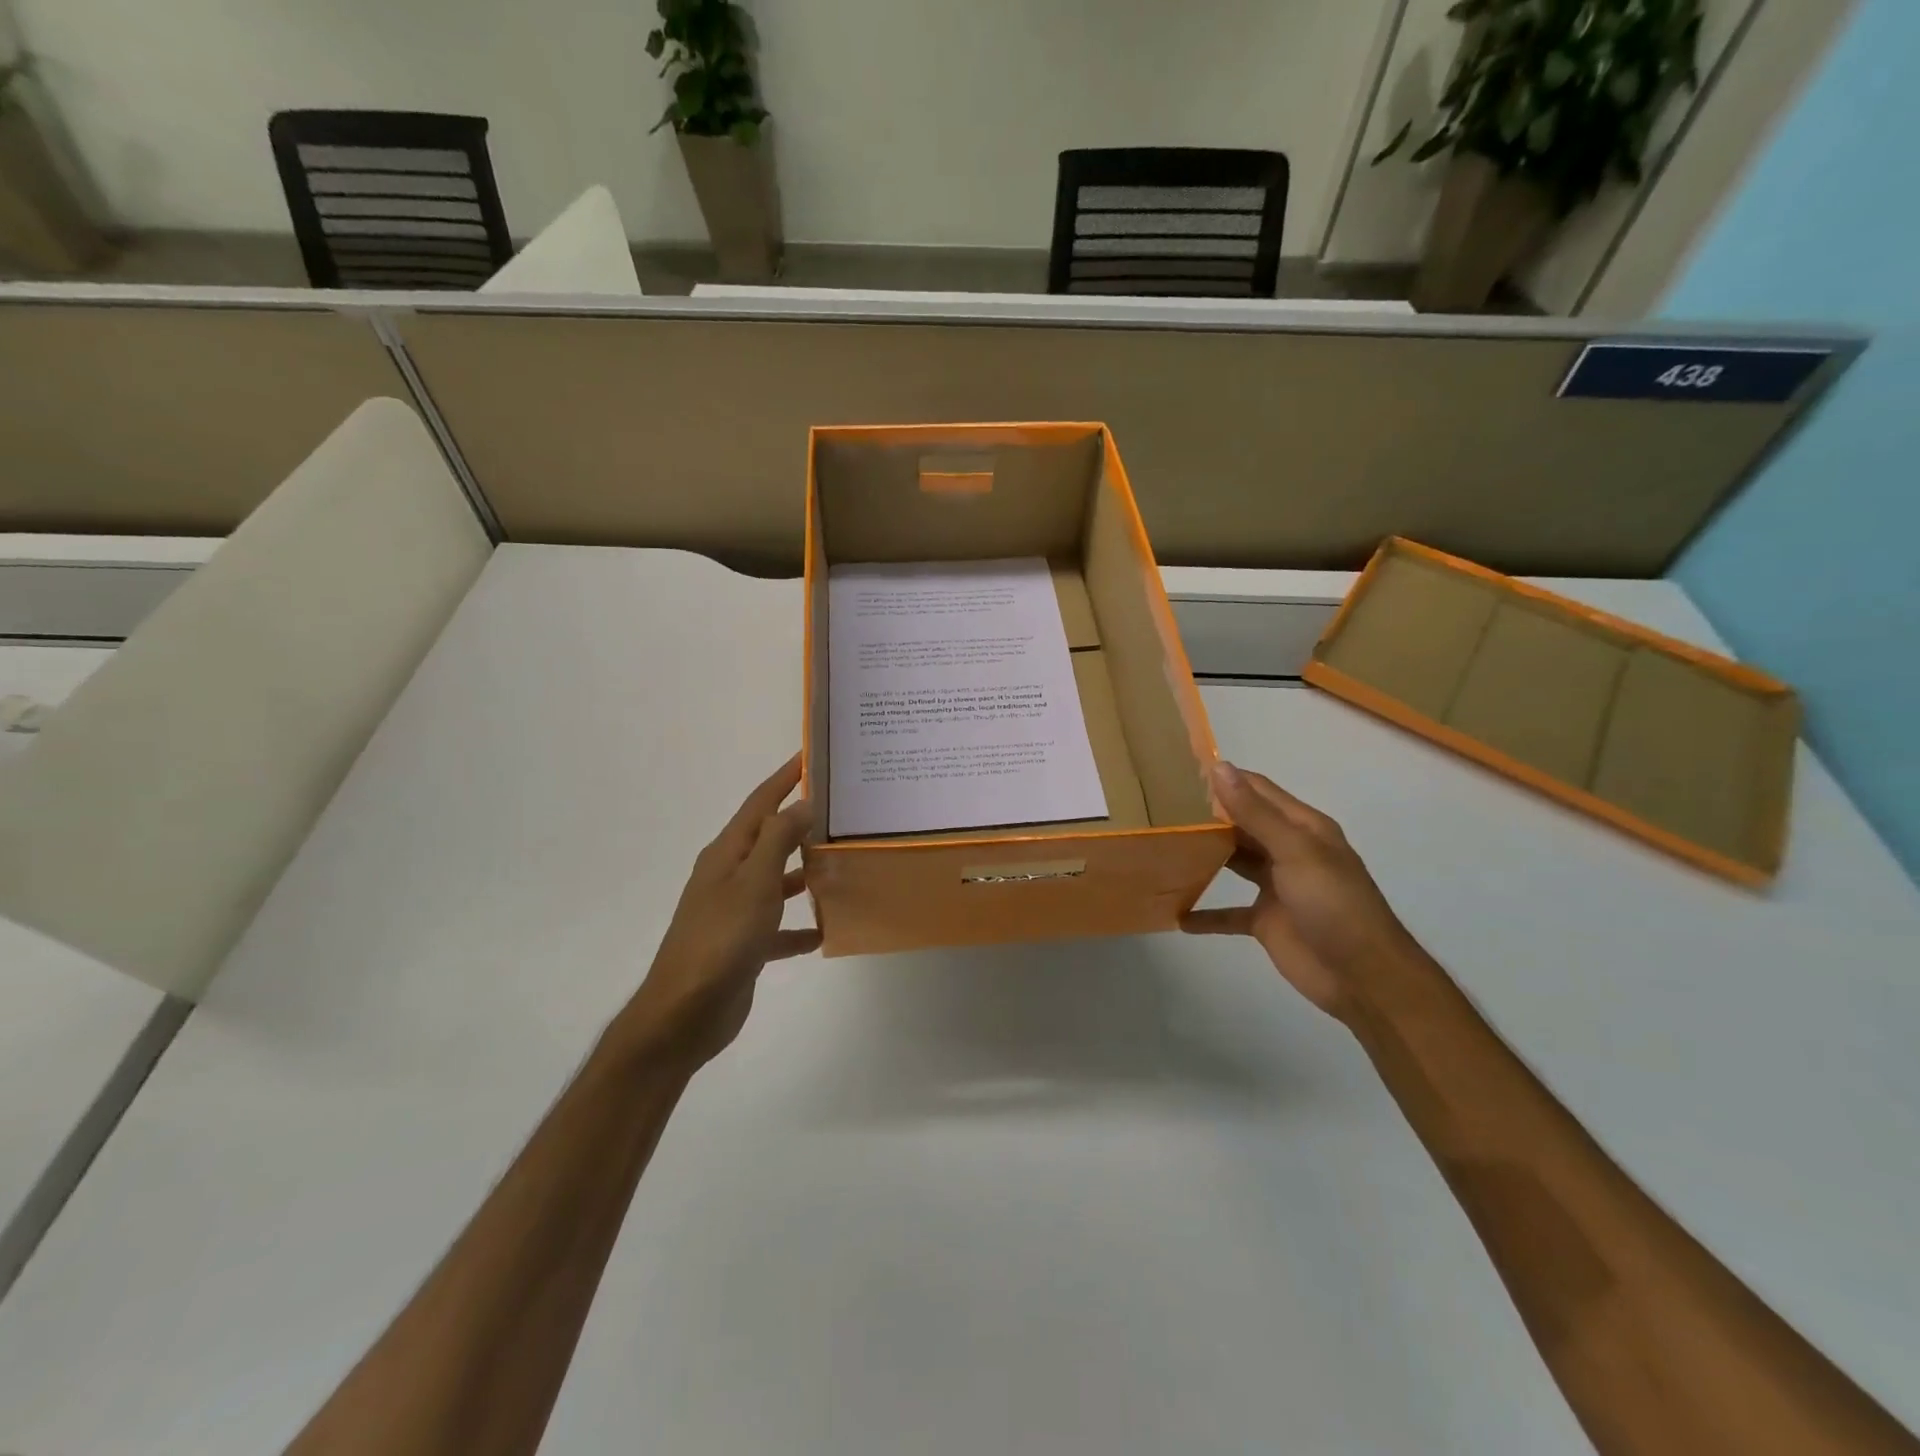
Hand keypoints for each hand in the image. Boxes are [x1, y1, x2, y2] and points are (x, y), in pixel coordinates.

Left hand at [619, 753, 819, 1067]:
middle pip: (769, 839)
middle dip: (800, 823)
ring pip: (775, 881)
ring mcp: (734, 912)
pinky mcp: (743, 945)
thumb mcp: (755, 881)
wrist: (685, 1012)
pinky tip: (824, 932)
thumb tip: (801, 802)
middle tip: (840, 811)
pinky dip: (797, 928)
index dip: (784, 778)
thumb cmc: (721, 938)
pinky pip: (777, 928)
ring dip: (803, 873)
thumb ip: (778, 839)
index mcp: (727, 854)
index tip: (810, 756)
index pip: (759, 803)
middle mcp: (729, 876)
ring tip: (840, 863)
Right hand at [1182, 761, 1424, 1020]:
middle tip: (1159, 808)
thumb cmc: (1333, 904)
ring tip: (1161, 847)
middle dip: (1207, 816)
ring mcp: (1276, 887)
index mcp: (1302, 827)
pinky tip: (1176, 914)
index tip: (1179, 771)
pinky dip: (1205, 914)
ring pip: (1233, 863)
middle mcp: (1288, 851)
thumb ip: (1255, 812)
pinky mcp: (1265, 921)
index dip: (1224, 779)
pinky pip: (1228, 914)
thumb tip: (1219, 767)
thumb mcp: (1294, 851)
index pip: (1257, 790)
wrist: (1363, 977)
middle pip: (1242, 825)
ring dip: (1203, 857)